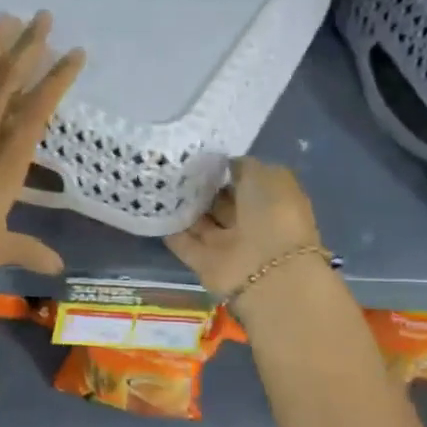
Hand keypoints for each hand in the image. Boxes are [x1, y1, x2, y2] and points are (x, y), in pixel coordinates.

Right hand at [165, 157, 323, 299]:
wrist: (266, 270)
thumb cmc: (273, 215)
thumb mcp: (266, 175)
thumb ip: (243, 167)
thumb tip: (224, 164)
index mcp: (271, 200)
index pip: (243, 181)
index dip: (222, 170)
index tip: (197, 156)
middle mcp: (249, 223)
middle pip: (219, 203)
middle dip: (199, 188)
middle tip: (172, 168)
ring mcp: (226, 245)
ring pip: (201, 222)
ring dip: (183, 207)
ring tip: (157, 184)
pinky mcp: (204, 264)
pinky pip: (185, 243)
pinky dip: (170, 230)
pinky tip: (152, 210)